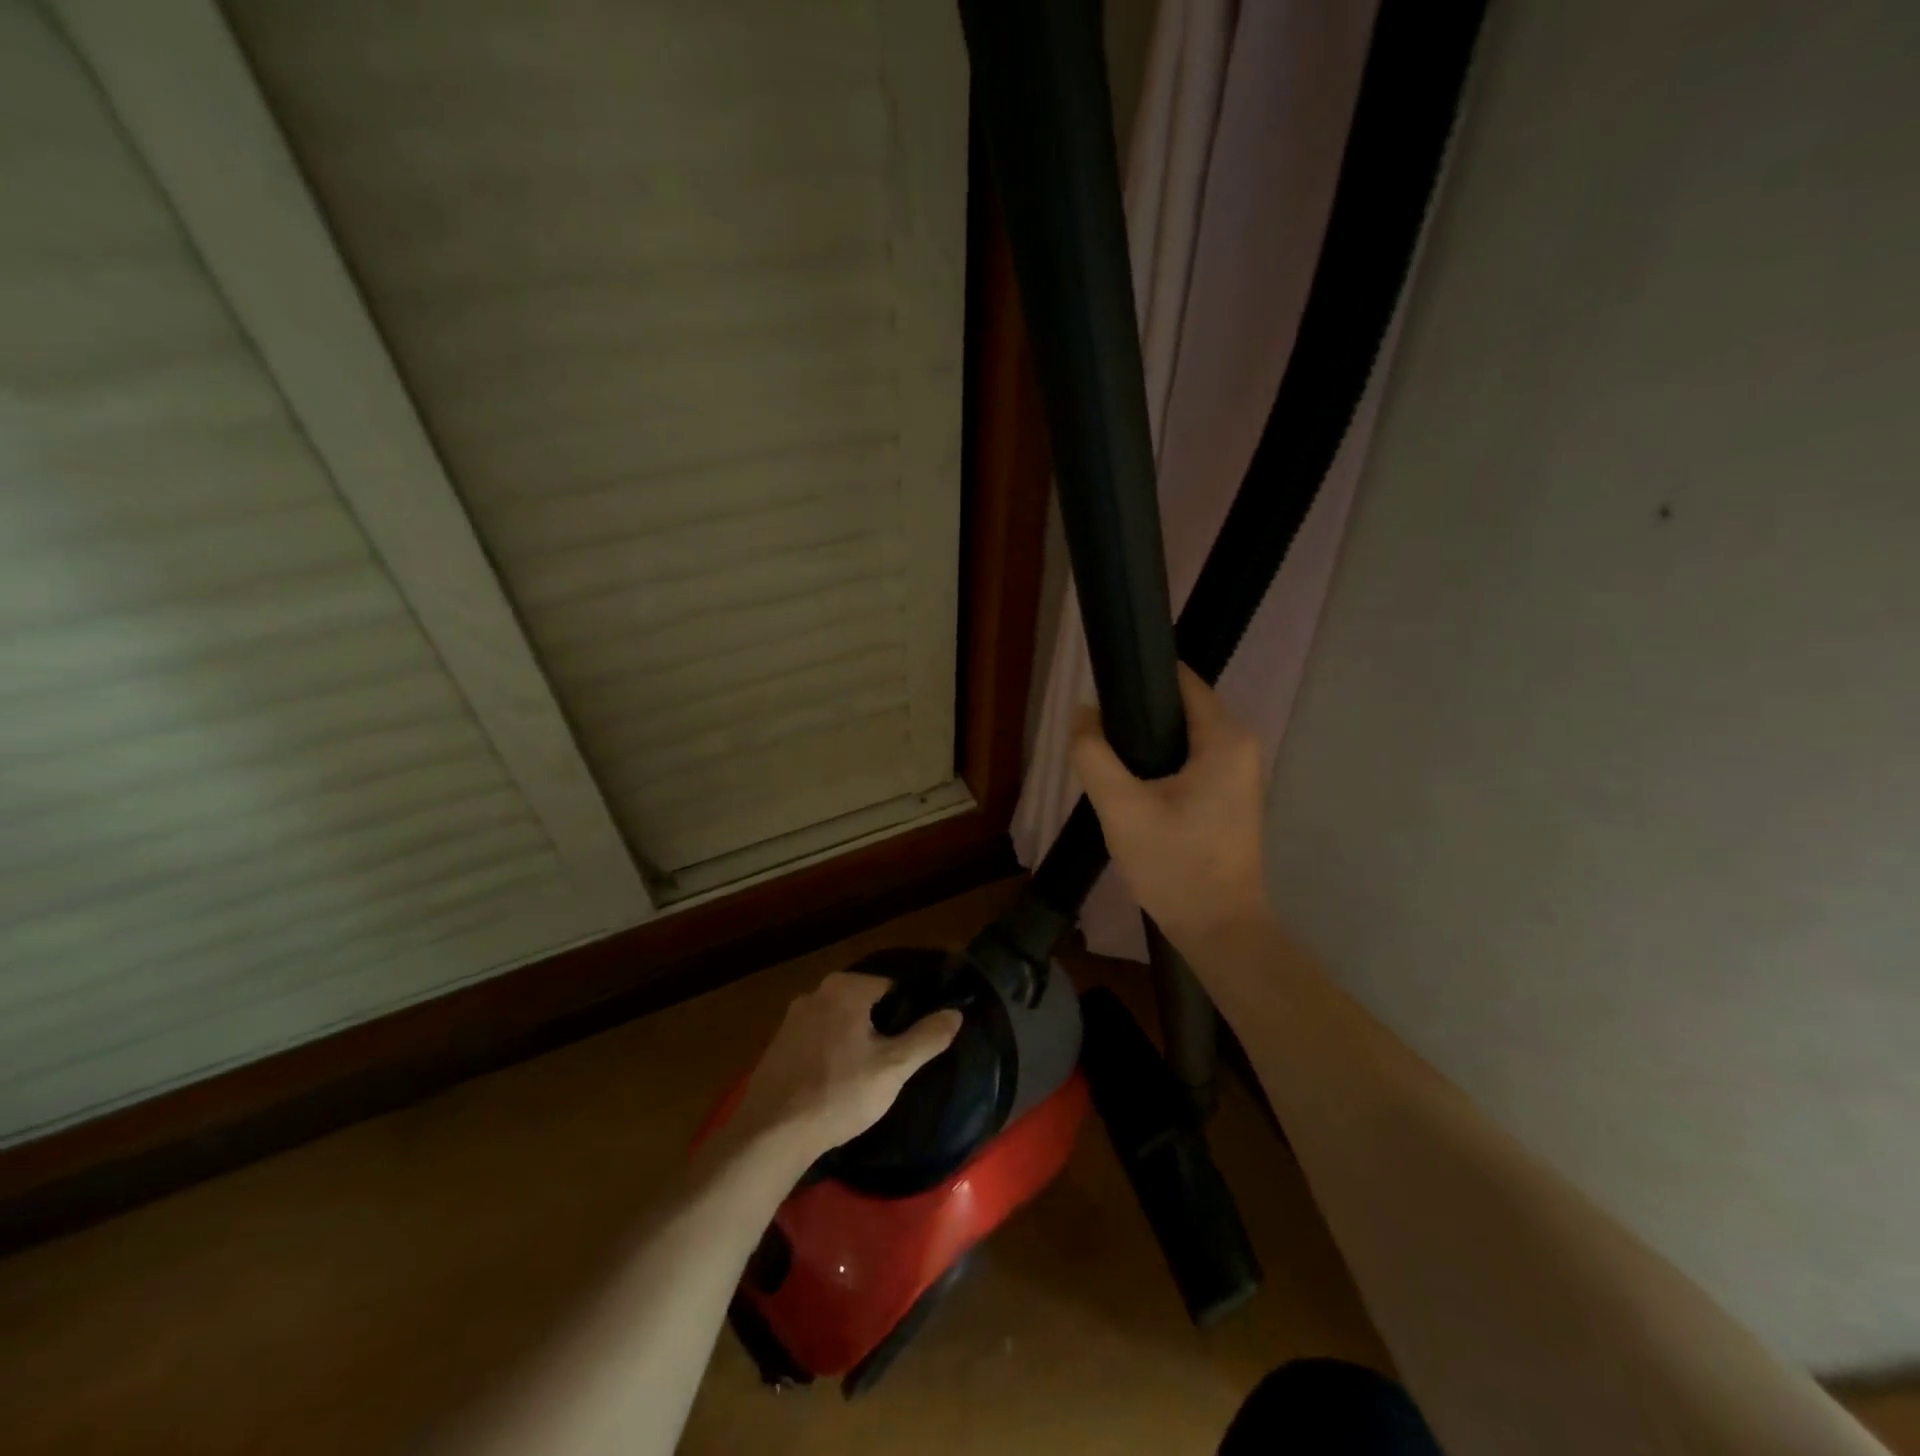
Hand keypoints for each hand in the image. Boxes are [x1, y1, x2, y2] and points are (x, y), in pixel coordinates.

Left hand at [726, 972, 962, 1162]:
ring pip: (839, 1021)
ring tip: (868, 1075)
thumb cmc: (839, 1094)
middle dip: (881, 1025)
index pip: (892, 986)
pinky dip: (830, 1052)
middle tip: (895, 1060)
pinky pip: (816, 1038)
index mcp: (846, 988)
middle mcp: (816, 992)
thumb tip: (955, 1013)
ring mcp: (792, 1018)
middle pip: (864, 1002)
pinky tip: (836, 1083)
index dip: (910, 1011)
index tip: (918, 1039)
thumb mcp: (893, 1068)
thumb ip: (927, 1037)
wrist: (771, 1134)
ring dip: (855, 1039)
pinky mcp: (777, 1044)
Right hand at [1070, 664, 1272, 947]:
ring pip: (1183, 737)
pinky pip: (1191, 761)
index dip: (1139, 679)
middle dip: (1137, 715)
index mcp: (1225, 739)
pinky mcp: (1230, 796)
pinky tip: (1132, 785)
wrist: (1218, 929)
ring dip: (1146, 743)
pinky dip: (1161, 764)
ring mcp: (1239, 773)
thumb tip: (1082, 713)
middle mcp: (1241, 746)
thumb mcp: (1121, 808)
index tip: (1101, 689)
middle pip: (1181, 707)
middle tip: (1096, 735)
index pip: (1180, 680)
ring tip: (1108, 758)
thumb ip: (1094, 755)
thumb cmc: (1175, 866)